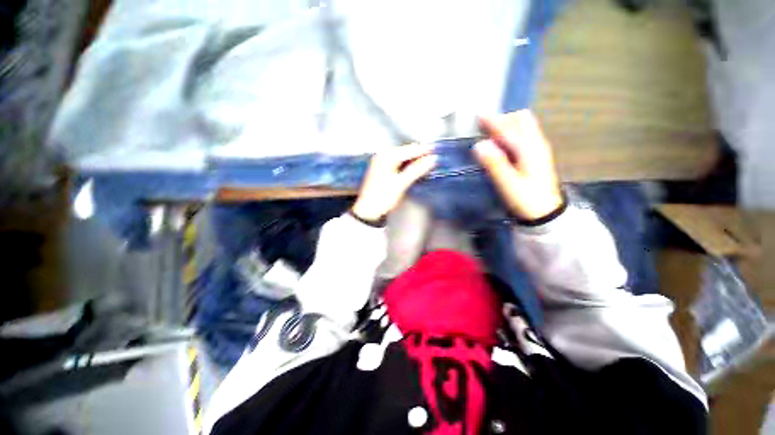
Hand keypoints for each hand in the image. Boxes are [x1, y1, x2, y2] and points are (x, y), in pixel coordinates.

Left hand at [352, 144, 436, 222]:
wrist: (367, 211)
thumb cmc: (383, 197)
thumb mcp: (401, 183)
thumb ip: (417, 170)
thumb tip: (432, 159)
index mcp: (387, 157)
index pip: (409, 150)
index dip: (424, 150)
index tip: (437, 150)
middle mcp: (383, 156)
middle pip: (405, 152)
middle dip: (419, 154)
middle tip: (434, 157)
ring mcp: (381, 162)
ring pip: (402, 157)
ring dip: (414, 160)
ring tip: (427, 162)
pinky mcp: (381, 170)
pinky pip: (397, 163)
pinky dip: (407, 165)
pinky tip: (414, 168)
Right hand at [474, 110, 563, 220]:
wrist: (546, 212)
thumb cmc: (526, 199)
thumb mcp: (508, 183)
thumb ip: (494, 163)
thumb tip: (479, 145)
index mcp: (529, 149)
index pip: (509, 129)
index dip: (493, 121)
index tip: (479, 115)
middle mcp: (536, 143)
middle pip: (522, 119)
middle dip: (503, 119)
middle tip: (485, 129)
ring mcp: (538, 148)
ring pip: (524, 126)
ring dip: (508, 125)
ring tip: (491, 135)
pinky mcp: (537, 155)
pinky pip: (524, 135)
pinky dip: (512, 134)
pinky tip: (502, 145)